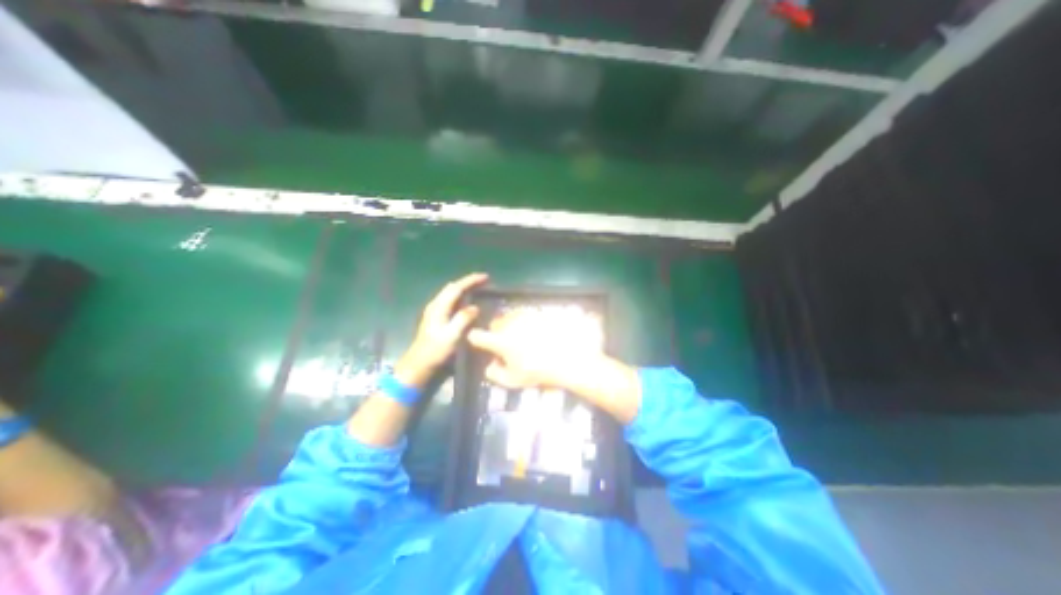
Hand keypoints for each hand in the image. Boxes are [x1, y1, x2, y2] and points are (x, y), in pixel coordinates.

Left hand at [391, 271, 485, 386]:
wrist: (419, 364)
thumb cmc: (436, 350)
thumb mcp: (452, 336)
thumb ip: (463, 319)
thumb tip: (475, 307)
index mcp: (439, 307)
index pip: (456, 288)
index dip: (471, 281)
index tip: (486, 277)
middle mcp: (436, 305)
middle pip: (453, 287)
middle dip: (469, 282)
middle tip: (485, 281)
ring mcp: (434, 311)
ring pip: (451, 293)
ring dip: (465, 288)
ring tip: (479, 288)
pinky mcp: (436, 317)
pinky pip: (451, 300)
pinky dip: (461, 296)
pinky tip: (468, 302)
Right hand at [471, 308, 636, 423]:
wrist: (569, 359)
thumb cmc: (538, 372)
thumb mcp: (513, 380)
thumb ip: (495, 374)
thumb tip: (490, 365)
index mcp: (500, 340)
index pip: (477, 335)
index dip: (475, 339)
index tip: (478, 343)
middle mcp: (510, 324)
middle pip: (494, 323)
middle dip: (495, 332)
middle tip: (504, 343)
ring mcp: (525, 317)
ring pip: (510, 317)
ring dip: (510, 325)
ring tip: (520, 337)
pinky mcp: (538, 314)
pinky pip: (525, 315)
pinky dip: (525, 322)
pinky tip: (534, 332)